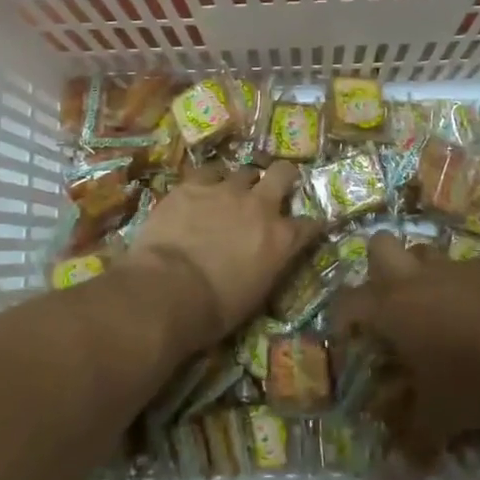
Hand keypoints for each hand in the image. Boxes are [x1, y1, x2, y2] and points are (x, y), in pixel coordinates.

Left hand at [129, 162, 321, 336]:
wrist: (168, 289)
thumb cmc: (215, 308)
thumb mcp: (256, 295)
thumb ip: (268, 267)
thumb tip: (266, 261)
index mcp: (281, 239)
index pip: (310, 225)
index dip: (310, 225)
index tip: (307, 228)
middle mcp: (260, 206)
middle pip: (283, 174)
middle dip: (283, 177)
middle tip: (275, 186)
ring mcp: (226, 190)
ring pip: (244, 171)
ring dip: (242, 182)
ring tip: (232, 192)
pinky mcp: (193, 185)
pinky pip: (208, 172)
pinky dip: (209, 180)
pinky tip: (202, 189)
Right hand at [332, 234, 479, 469]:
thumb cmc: (473, 380)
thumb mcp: (440, 418)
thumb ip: (414, 438)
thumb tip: (395, 470)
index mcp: (391, 308)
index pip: (347, 302)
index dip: (341, 319)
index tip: (348, 340)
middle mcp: (416, 278)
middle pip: (380, 246)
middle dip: (378, 268)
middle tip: (389, 304)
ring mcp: (455, 267)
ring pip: (425, 252)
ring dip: (422, 274)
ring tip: (435, 309)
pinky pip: (467, 268)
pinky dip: (466, 286)